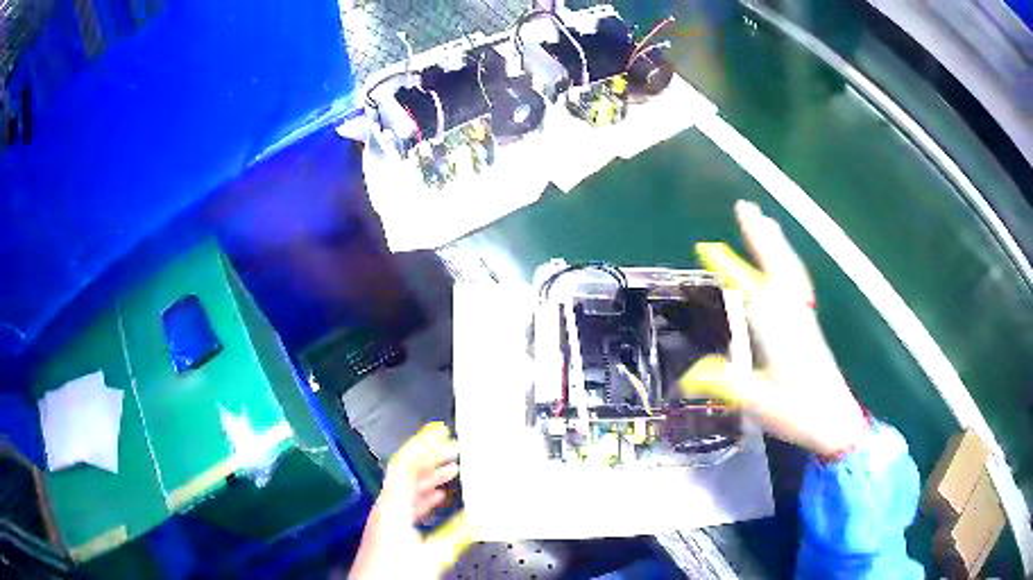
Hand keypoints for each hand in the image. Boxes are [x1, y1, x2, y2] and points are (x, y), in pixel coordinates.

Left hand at [349, 423, 473, 578]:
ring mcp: (386, 515)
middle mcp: (387, 505)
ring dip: (429, 476)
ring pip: (407, 486)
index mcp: (393, 504)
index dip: (423, 444)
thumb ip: (457, 534)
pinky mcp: (389, 527)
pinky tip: (437, 498)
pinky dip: (424, 494)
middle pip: (407, 472)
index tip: (439, 431)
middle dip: (431, 458)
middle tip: (453, 448)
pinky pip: (407, 501)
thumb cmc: (396, 571)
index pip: (405, 463)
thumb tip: (482, 517)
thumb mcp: (432, 553)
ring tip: (451, 469)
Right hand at [684, 201, 868, 456]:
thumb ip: (724, 385)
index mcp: (778, 330)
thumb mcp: (758, 404)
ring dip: (776, 244)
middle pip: (776, 267)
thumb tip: (684, 379)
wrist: (837, 421)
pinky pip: (797, 284)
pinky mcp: (810, 325)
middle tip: (745, 207)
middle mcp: (792, 315)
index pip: (751, 289)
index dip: (730, 267)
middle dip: (760, 237)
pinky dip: (789, 266)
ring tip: (766, 222)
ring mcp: (804, 317)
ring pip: (790, 272)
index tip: (707, 246)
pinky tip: (785, 264)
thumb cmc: (800, 413)